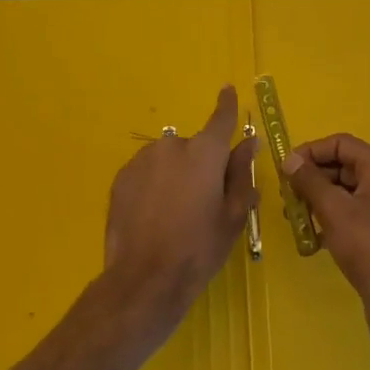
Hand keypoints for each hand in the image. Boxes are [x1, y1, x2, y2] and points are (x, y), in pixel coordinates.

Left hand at [103, 85, 257, 329]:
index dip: (226, 104)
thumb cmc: (199, 248)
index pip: (220, 119)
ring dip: (173, 175)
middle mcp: (172, 146)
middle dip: (198, 166)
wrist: (144, 280)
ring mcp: (142, 160)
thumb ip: (240, 174)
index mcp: (205, 153)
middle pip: (192, 147)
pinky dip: (152, 186)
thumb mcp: (232, 215)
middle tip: (200, 201)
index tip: (228, 89)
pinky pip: (145, 174)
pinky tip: (152, 216)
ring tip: (172, 213)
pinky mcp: (120, 178)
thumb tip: (248, 143)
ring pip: (166, 160)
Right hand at [284, 135, 369, 353]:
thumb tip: (290, 160)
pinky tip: (311, 238)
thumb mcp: (334, 209)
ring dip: (317, 200)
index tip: (286, 169)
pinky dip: (329, 219)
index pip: (341, 143)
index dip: (311, 151)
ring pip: (343, 192)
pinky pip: (349, 214)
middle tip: (286, 196)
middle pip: (342, 165)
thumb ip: (310, 181)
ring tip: (294, 218)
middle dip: (312, 178)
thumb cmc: (369, 247)